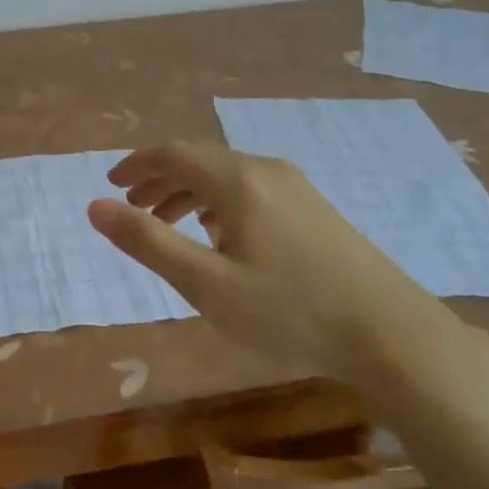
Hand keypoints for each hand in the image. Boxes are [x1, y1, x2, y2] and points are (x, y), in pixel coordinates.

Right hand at [87, 142, 475, 388]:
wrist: (392, 333)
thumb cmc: (290, 311)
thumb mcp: (207, 283)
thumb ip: (148, 242)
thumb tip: (95, 206)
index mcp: (237, 180)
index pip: (172, 154)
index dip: (136, 166)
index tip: (112, 185)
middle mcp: (265, 170)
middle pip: (199, 160)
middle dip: (160, 180)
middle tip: (132, 208)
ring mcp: (296, 186)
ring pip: (227, 175)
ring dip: (189, 192)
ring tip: (168, 224)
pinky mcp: (315, 207)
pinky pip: (252, 188)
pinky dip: (219, 201)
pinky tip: (221, 234)